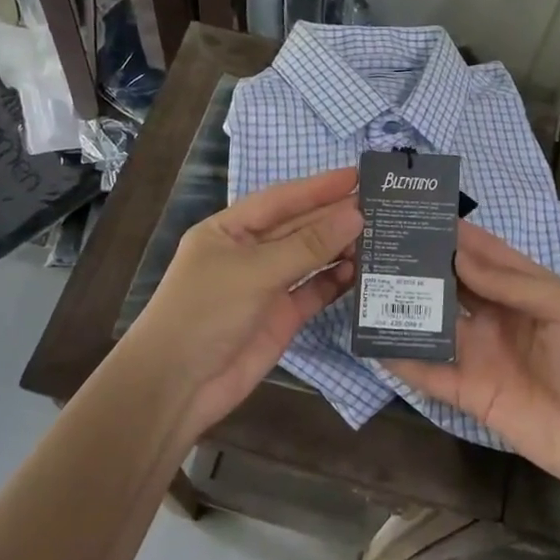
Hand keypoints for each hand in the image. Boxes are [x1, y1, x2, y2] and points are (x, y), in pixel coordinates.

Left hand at [122, 167, 361, 441]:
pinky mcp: (282, 316)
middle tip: (381, 205)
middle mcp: (250, 252)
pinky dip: (336, 281)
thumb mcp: (255, 271)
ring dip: (340, 248)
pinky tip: (360, 272)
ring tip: (380, 236)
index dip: (318, 187)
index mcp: (230, 229)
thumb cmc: (206, 312)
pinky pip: (314, 290)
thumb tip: (355, 215)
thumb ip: (307, 245)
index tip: (358, 175)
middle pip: (299, 227)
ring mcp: (267, 285)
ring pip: (310, 258)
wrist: (178, 385)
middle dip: (335, 216)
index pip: (281, 200)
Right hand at [387, 221, 559, 499]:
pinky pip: (430, 372)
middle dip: (422, 264)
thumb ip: (515, 282)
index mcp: (526, 290)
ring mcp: (480, 355)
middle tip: (380, 242)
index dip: (454, 234)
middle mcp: (497, 317)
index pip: (484, 254)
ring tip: (366, 283)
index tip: (416, 212)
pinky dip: (402, 357)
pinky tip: (372, 340)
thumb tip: (459, 257)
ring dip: (406, 306)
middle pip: (453, 284)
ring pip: (435, 323)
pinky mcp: (468, 393)